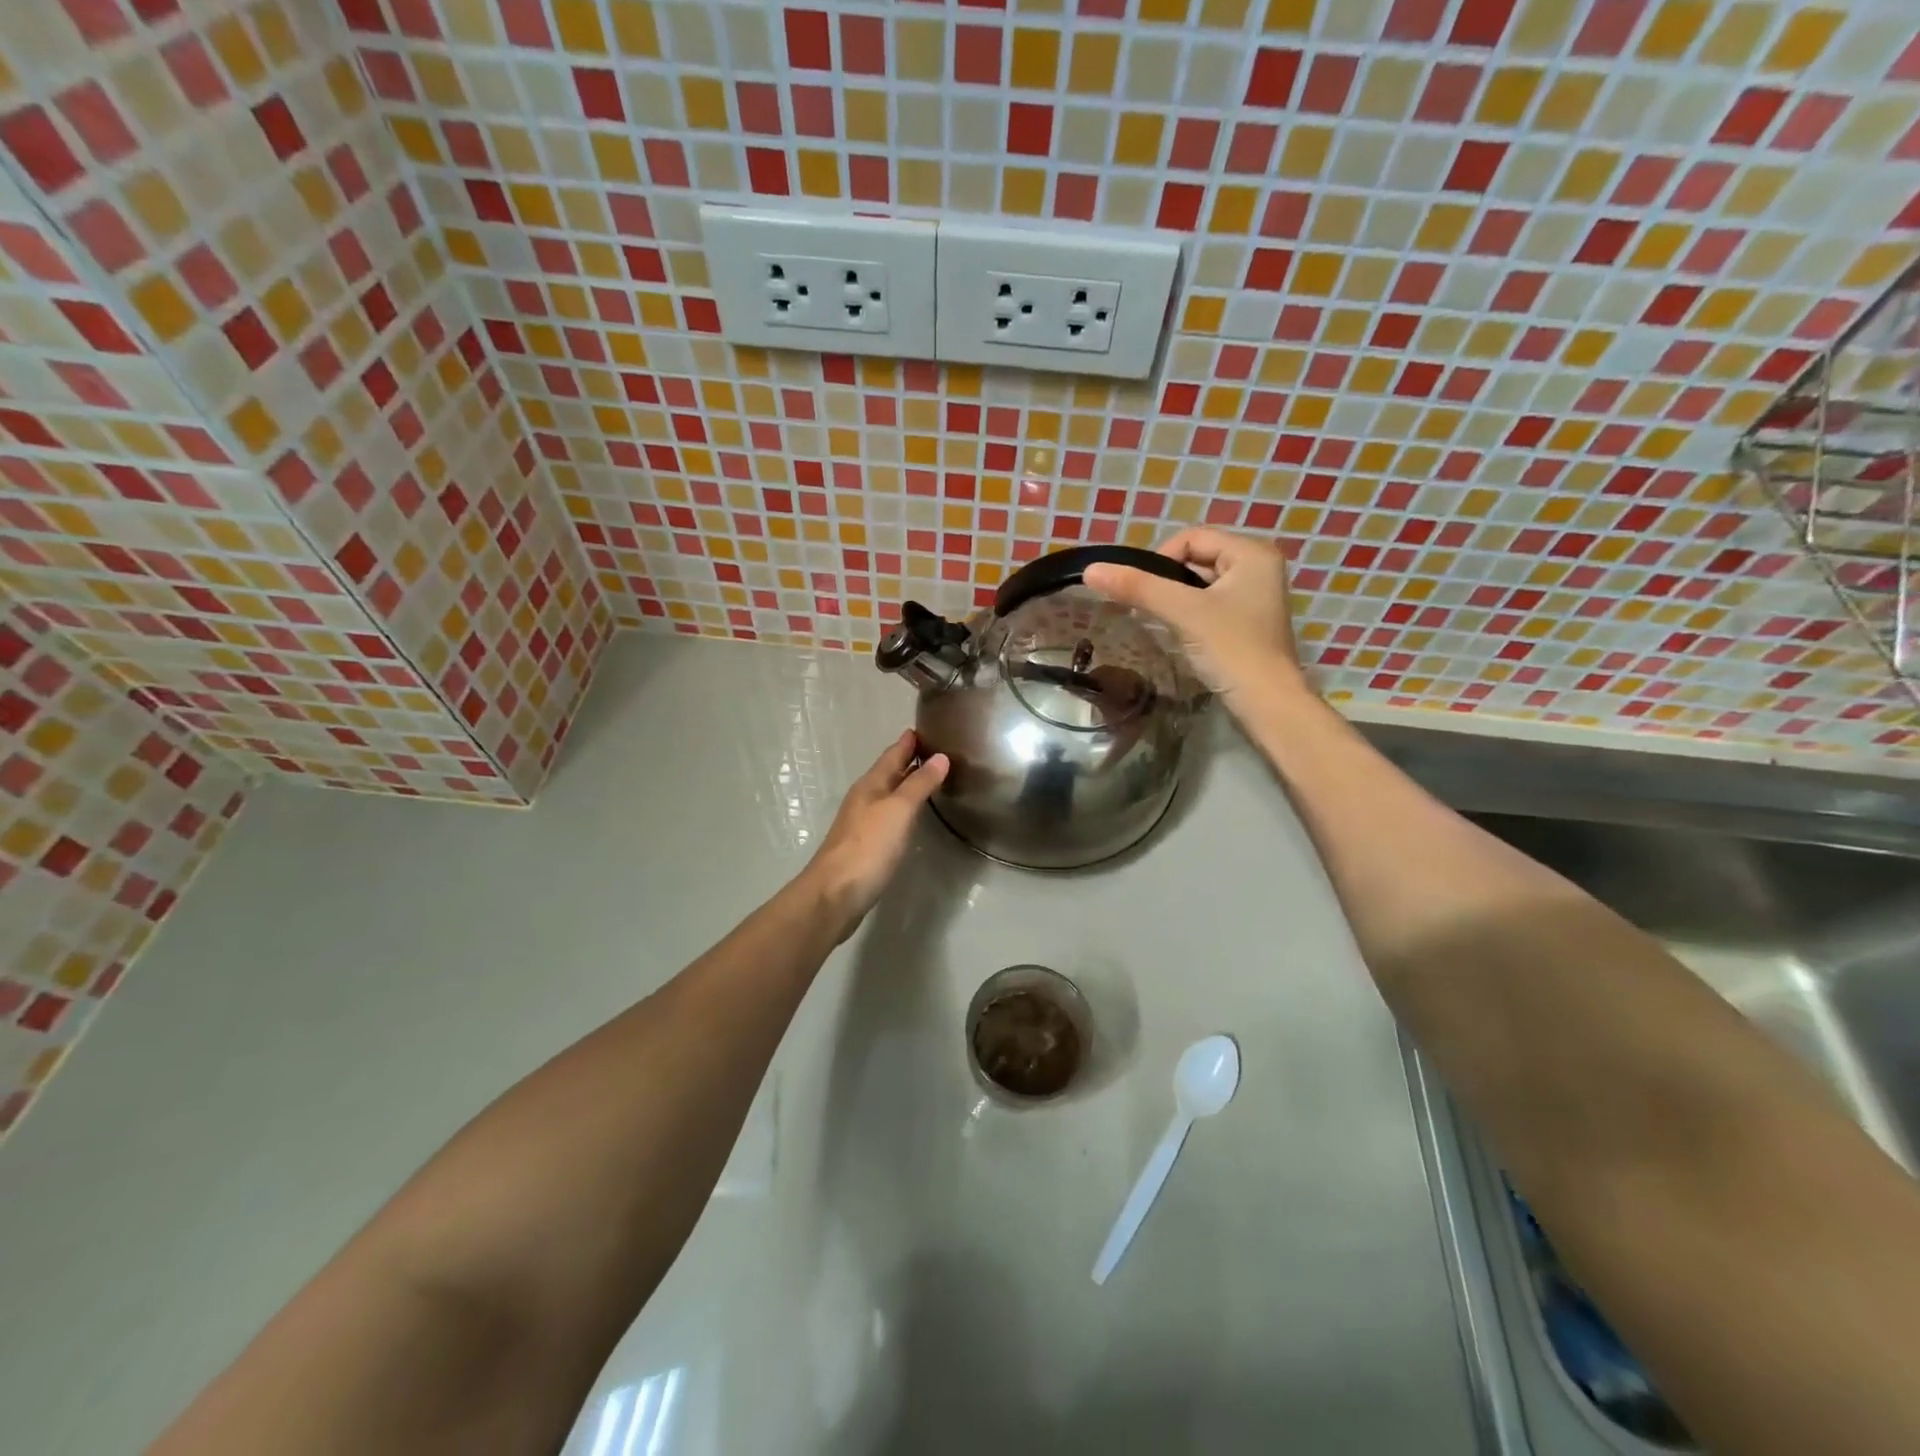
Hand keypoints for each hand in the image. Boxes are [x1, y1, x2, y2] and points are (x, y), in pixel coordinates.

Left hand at [802, 731, 948, 940]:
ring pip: (888, 794)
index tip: (927, 726)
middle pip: (889, 772)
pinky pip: (888, 816)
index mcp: (871, 784)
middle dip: (909, 760)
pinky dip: (903, 807)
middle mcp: (865, 798)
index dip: (909, 741)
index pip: (893, 754)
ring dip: (906, 784)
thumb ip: (919, 784)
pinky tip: (912, 815)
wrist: (836, 893)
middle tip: (936, 750)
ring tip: (930, 778)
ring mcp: (862, 822)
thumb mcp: (899, 810)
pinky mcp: (865, 845)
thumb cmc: (869, 846)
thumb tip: (940, 757)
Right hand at [1083, 529, 1304, 707]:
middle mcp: (1258, 566)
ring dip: (1176, 599)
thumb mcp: (1183, 612)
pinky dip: (1189, 614)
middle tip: (1149, 608)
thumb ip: (1138, 587)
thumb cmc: (1231, 649)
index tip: (1144, 592)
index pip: (1191, 538)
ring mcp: (1255, 596)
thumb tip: (1091, 569)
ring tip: (1162, 622)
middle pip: (1196, 559)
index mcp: (1252, 552)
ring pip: (1200, 584)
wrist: (1267, 704)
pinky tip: (1180, 634)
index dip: (1159, 559)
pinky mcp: (1248, 622)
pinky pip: (1209, 604)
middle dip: (1167, 580)